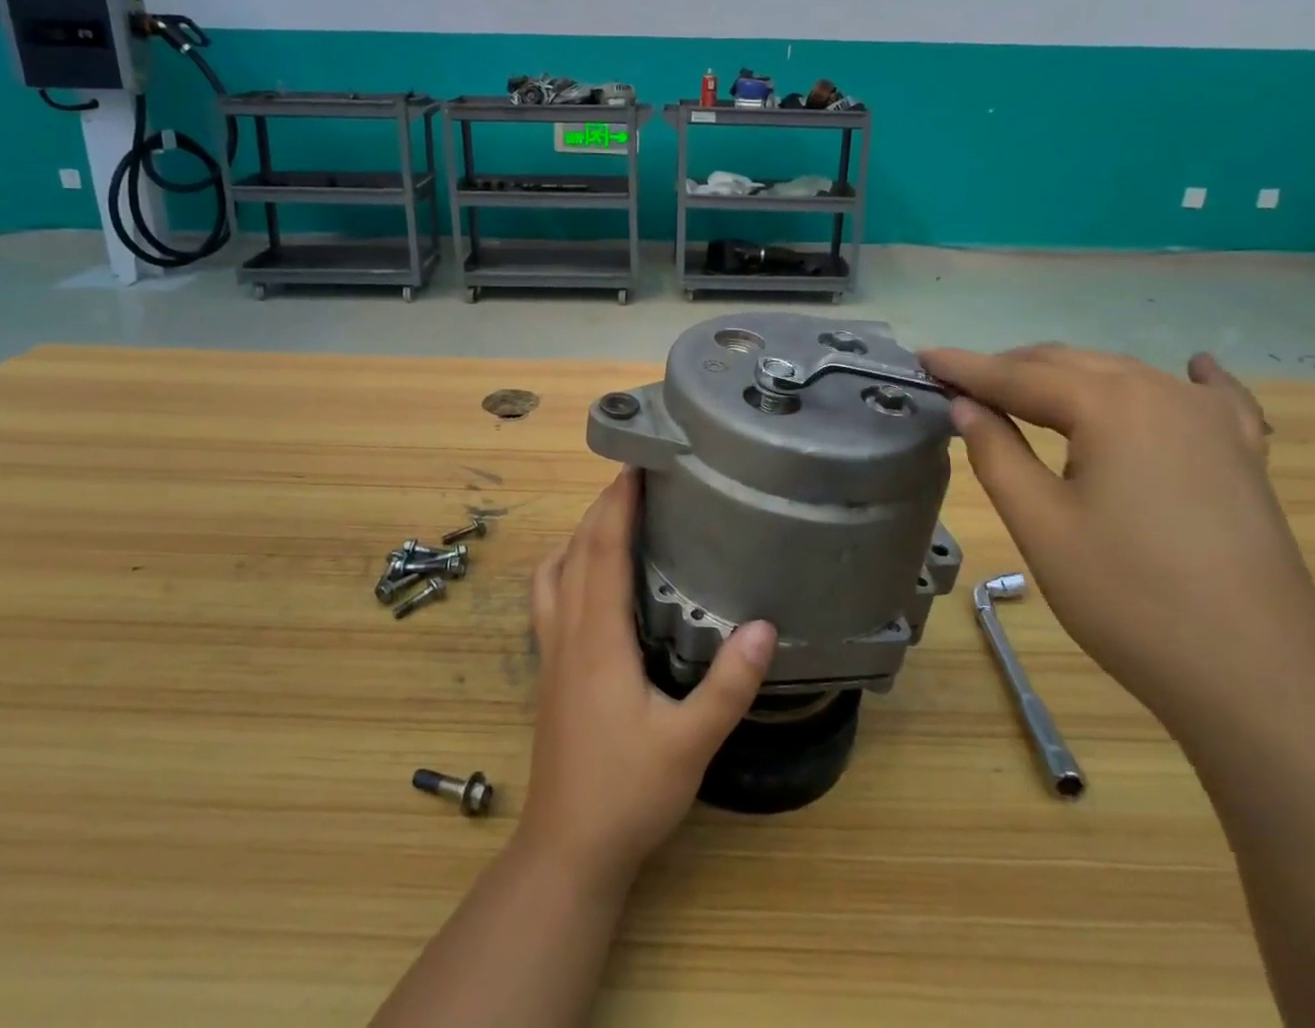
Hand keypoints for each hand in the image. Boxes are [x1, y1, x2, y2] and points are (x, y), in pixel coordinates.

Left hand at [520, 468, 776, 884]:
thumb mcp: (690, 744)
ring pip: (555, 570)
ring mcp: (551, 650)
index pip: (602, 549)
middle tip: (639, 478)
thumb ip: (728, 686)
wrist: (567, 851)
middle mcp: (567, 631)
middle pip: (576, 549)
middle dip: (603, 506)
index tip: (638, 463)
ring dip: (581, 533)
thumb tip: (765, 625)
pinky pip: (549, 596)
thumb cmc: (628, 794)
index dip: (617, 502)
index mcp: (598, 637)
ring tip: (616, 518)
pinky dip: (566, 566)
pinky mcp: (548, 668)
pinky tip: (590, 577)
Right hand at [920, 344, 1314, 728]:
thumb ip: (996, 452)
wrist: (1260, 680)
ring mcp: (1212, 422)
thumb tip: (965, 405)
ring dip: (1069, 377)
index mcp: (1110, 405)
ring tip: (1024, 389)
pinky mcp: (1243, 456)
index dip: (965, 368)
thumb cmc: (1130, 599)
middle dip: (1011, 368)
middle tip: (960, 382)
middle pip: (1070, 365)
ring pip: (1124, 376)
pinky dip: (1187, 379)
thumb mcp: (1040, 524)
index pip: (1018, 376)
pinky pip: (1210, 398)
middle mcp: (1163, 393)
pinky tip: (1192, 366)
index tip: (922, 358)